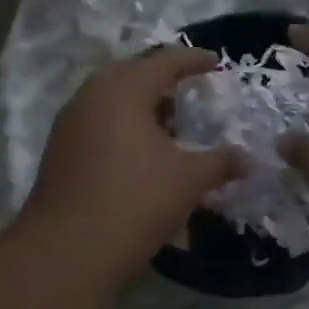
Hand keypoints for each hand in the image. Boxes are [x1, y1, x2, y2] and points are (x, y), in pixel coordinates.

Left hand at [22, 48, 243, 282]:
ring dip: (143, 110)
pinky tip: (143, 156)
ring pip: (113, 104)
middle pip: (133, 76)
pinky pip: (100, 127)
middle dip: (164, 82)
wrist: (68, 249)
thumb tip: (248, 160)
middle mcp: (91, 97)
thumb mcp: (188, 180)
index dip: (193, 60)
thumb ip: (220, 163)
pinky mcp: (60, 153)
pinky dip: (126, 132)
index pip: (164, 61)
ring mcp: (70, 125)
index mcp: (123, 89)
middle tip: (190, 91)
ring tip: (171, 127)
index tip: (216, 62)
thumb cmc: (135, 200)